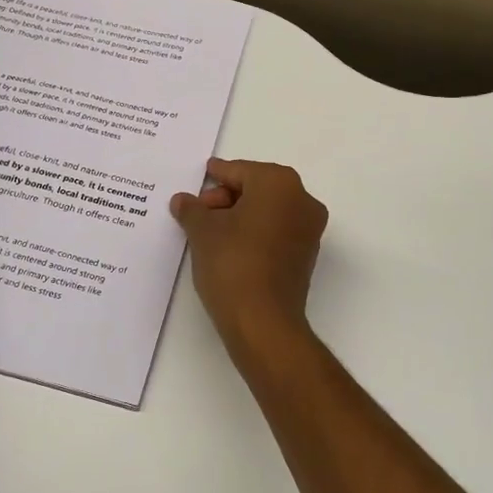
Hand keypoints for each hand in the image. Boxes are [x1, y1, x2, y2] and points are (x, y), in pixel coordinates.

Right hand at [171, 159, 327, 354]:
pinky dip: (254, 232)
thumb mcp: (202, 231)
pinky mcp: (306, 255)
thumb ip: (192, 209)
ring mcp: (309, 229)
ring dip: (239, 216)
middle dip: (226, 197)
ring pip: (268, 211)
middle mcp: (302, 200)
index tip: (202, 176)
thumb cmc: (232, 263)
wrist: (263, 320)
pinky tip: (228, 247)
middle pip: (257, 188)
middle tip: (199, 212)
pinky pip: (276, 231)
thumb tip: (183, 200)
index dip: (216, 175)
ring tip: (208, 231)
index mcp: (279, 183)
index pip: (240, 171)